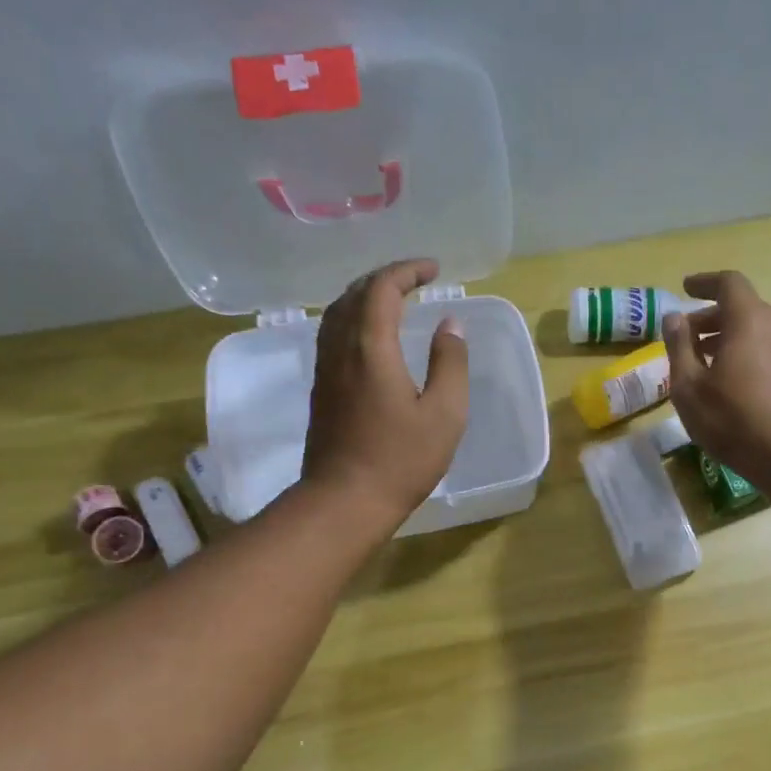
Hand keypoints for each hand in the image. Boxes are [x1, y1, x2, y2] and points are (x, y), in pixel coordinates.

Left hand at [302, 259, 468, 528]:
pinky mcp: (321, 389)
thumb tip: (450, 325)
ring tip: (393, 300)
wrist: (344, 500)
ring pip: (337, 313)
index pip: (382, 289)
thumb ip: (450, 364)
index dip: (407, 271)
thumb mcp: (444, 414)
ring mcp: (325, 369)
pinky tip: (369, 337)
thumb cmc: (401, 460)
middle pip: (354, 294)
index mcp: (370, 348)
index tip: (434, 270)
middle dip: (386, 278)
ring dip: (365, 297)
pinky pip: (332, 335)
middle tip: (415, 280)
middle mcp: (340, 349)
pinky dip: (353, 319)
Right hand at [662, 270, 770, 482]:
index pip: (728, 283)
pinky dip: (742, 352)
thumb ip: (679, 346)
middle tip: (683, 338)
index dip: (704, 283)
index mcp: (748, 320)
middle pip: (741, 307)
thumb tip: (674, 318)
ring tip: (700, 362)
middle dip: (709, 317)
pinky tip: (725, 381)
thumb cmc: (732, 418)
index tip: (684, 289)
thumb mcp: (689, 386)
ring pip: (754, 329)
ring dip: (725, 337)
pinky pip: (764, 348)